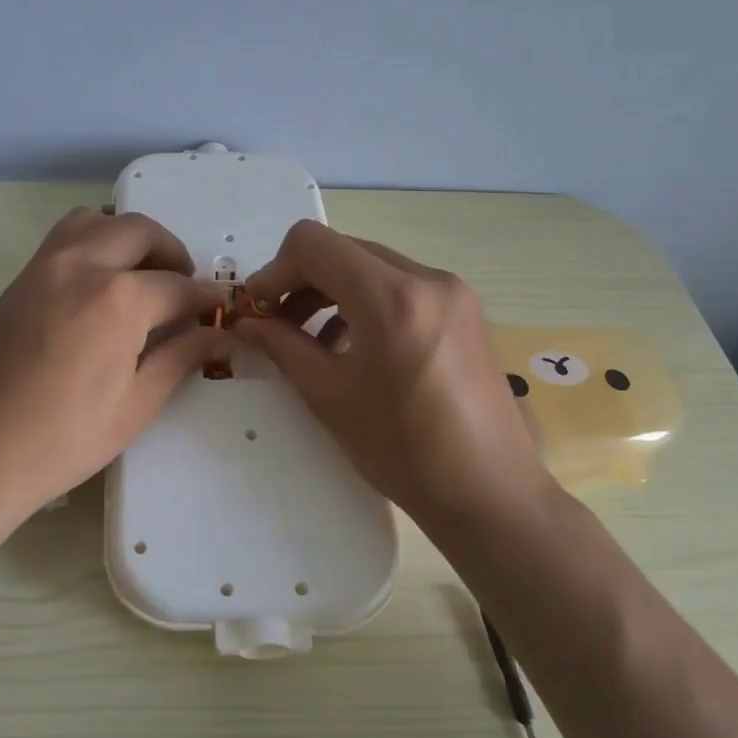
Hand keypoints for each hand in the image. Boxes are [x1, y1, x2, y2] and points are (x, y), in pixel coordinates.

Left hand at [0, 208, 230, 523]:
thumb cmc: (60, 441)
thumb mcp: (135, 406)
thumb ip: (182, 359)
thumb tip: (221, 335)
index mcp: (118, 299)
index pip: (178, 286)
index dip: (206, 298)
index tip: (222, 307)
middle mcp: (82, 265)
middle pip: (140, 232)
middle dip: (172, 253)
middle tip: (184, 289)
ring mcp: (44, 266)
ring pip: (97, 221)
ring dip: (129, 237)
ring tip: (142, 275)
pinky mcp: (19, 279)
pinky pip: (65, 238)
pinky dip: (94, 242)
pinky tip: (100, 285)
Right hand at [233, 221, 551, 523]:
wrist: (490, 493)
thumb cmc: (404, 450)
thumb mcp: (329, 396)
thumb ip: (282, 347)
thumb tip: (247, 322)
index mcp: (391, 297)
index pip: (313, 244)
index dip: (274, 270)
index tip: (259, 309)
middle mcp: (426, 277)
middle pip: (342, 250)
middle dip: (300, 280)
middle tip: (276, 324)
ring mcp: (451, 291)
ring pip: (370, 266)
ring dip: (331, 291)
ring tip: (310, 339)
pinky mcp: (463, 309)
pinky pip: (399, 285)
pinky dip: (364, 302)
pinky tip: (352, 345)